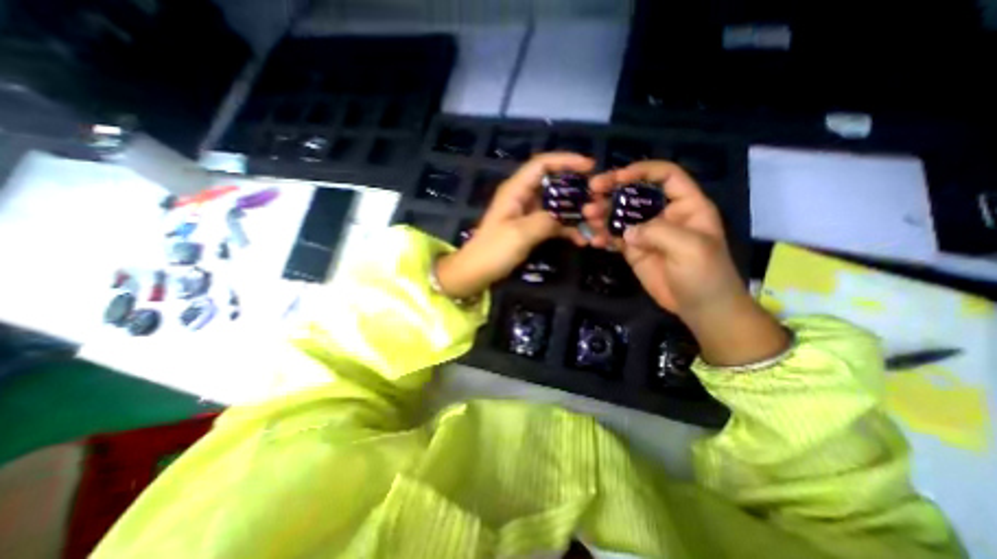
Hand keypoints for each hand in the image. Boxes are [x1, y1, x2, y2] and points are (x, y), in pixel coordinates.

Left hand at [435, 153, 594, 298]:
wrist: (476, 272)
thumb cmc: (493, 251)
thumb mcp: (519, 234)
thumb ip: (545, 221)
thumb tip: (563, 219)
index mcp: (515, 190)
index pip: (542, 163)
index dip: (566, 160)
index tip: (590, 167)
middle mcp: (522, 197)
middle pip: (553, 183)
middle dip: (576, 189)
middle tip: (597, 199)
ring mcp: (527, 214)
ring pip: (556, 204)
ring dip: (575, 212)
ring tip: (594, 222)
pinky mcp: (530, 229)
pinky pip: (553, 223)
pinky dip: (567, 229)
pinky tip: (581, 240)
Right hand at [586, 160, 791, 367]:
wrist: (700, 309)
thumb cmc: (705, 275)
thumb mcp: (690, 248)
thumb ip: (659, 232)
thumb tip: (627, 231)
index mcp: (686, 206)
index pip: (665, 176)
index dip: (642, 171)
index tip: (618, 178)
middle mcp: (664, 215)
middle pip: (636, 194)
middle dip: (612, 191)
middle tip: (591, 193)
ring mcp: (646, 233)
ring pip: (621, 215)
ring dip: (602, 214)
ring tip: (587, 217)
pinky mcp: (634, 250)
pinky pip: (614, 238)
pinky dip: (602, 236)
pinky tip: (593, 240)